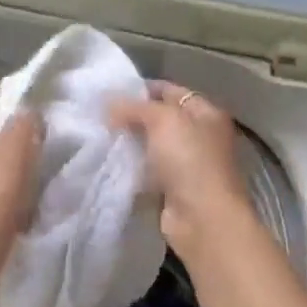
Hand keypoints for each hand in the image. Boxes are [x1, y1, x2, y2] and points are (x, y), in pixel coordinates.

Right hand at [108, 82, 254, 255]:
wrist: (202, 218)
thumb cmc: (189, 160)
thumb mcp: (163, 120)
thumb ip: (135, 107)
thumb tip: (109, 102)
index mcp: (206, 113)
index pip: (171, 91)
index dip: (142, 89)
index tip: (111, 92)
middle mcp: (200, 136)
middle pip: (161, 119)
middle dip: (132, 117)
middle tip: (100, 116)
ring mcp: (188, 164)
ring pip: (152, 146)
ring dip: (130, 143)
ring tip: (100, 137)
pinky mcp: (173, 189)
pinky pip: (148, 171)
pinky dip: (132, 168)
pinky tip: (110, 162)